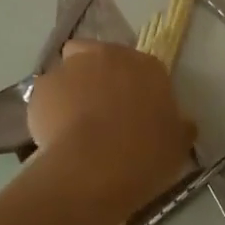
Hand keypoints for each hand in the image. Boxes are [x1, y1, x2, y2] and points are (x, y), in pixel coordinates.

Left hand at [26, 41, 194, 220]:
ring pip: (70, 72)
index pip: (143, 70)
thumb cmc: (145, 154)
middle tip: (103, 113)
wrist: (95, 168)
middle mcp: (109, 56)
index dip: (137, 90)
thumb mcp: (178, 145)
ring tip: (74, 126)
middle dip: (100, 78)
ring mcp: (72, 67)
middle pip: (102, 58)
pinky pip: (47, 95)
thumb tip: (182, 123)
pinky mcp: (42, 87)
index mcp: (147, 66)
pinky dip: (49, 110)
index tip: (136, 115)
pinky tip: (54, 136)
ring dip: (73, 90)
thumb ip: (179, 127)